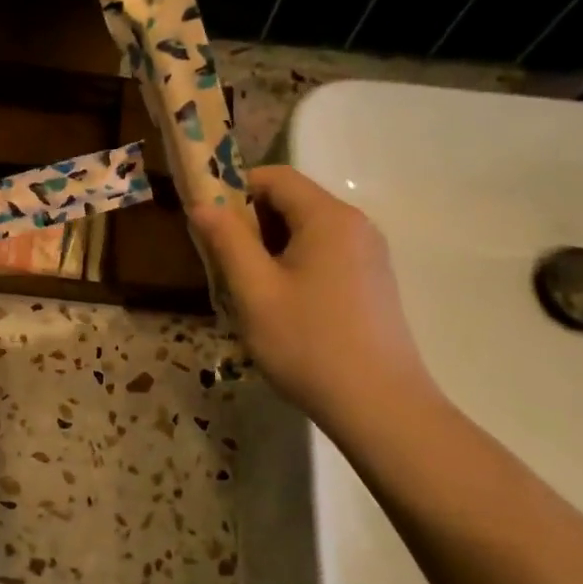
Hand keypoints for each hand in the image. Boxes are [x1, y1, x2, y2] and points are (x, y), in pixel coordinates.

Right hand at [191, 166, 432, 417]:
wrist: (379, 406)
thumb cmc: (309, 344)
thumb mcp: (255, 292)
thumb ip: (227, 241)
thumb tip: (202, 204)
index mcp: (328, 217)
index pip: (275, 177)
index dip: (235, 189)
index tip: (207, 221)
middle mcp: (355, 225)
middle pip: (293, 202)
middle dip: (251, 222)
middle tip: (221, 261)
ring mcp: (369, 254)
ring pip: (307, 231)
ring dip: (270, 248)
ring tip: (247, 288)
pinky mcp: (372, 282)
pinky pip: (324, 255)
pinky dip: (294, 265)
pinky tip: (281, 305)